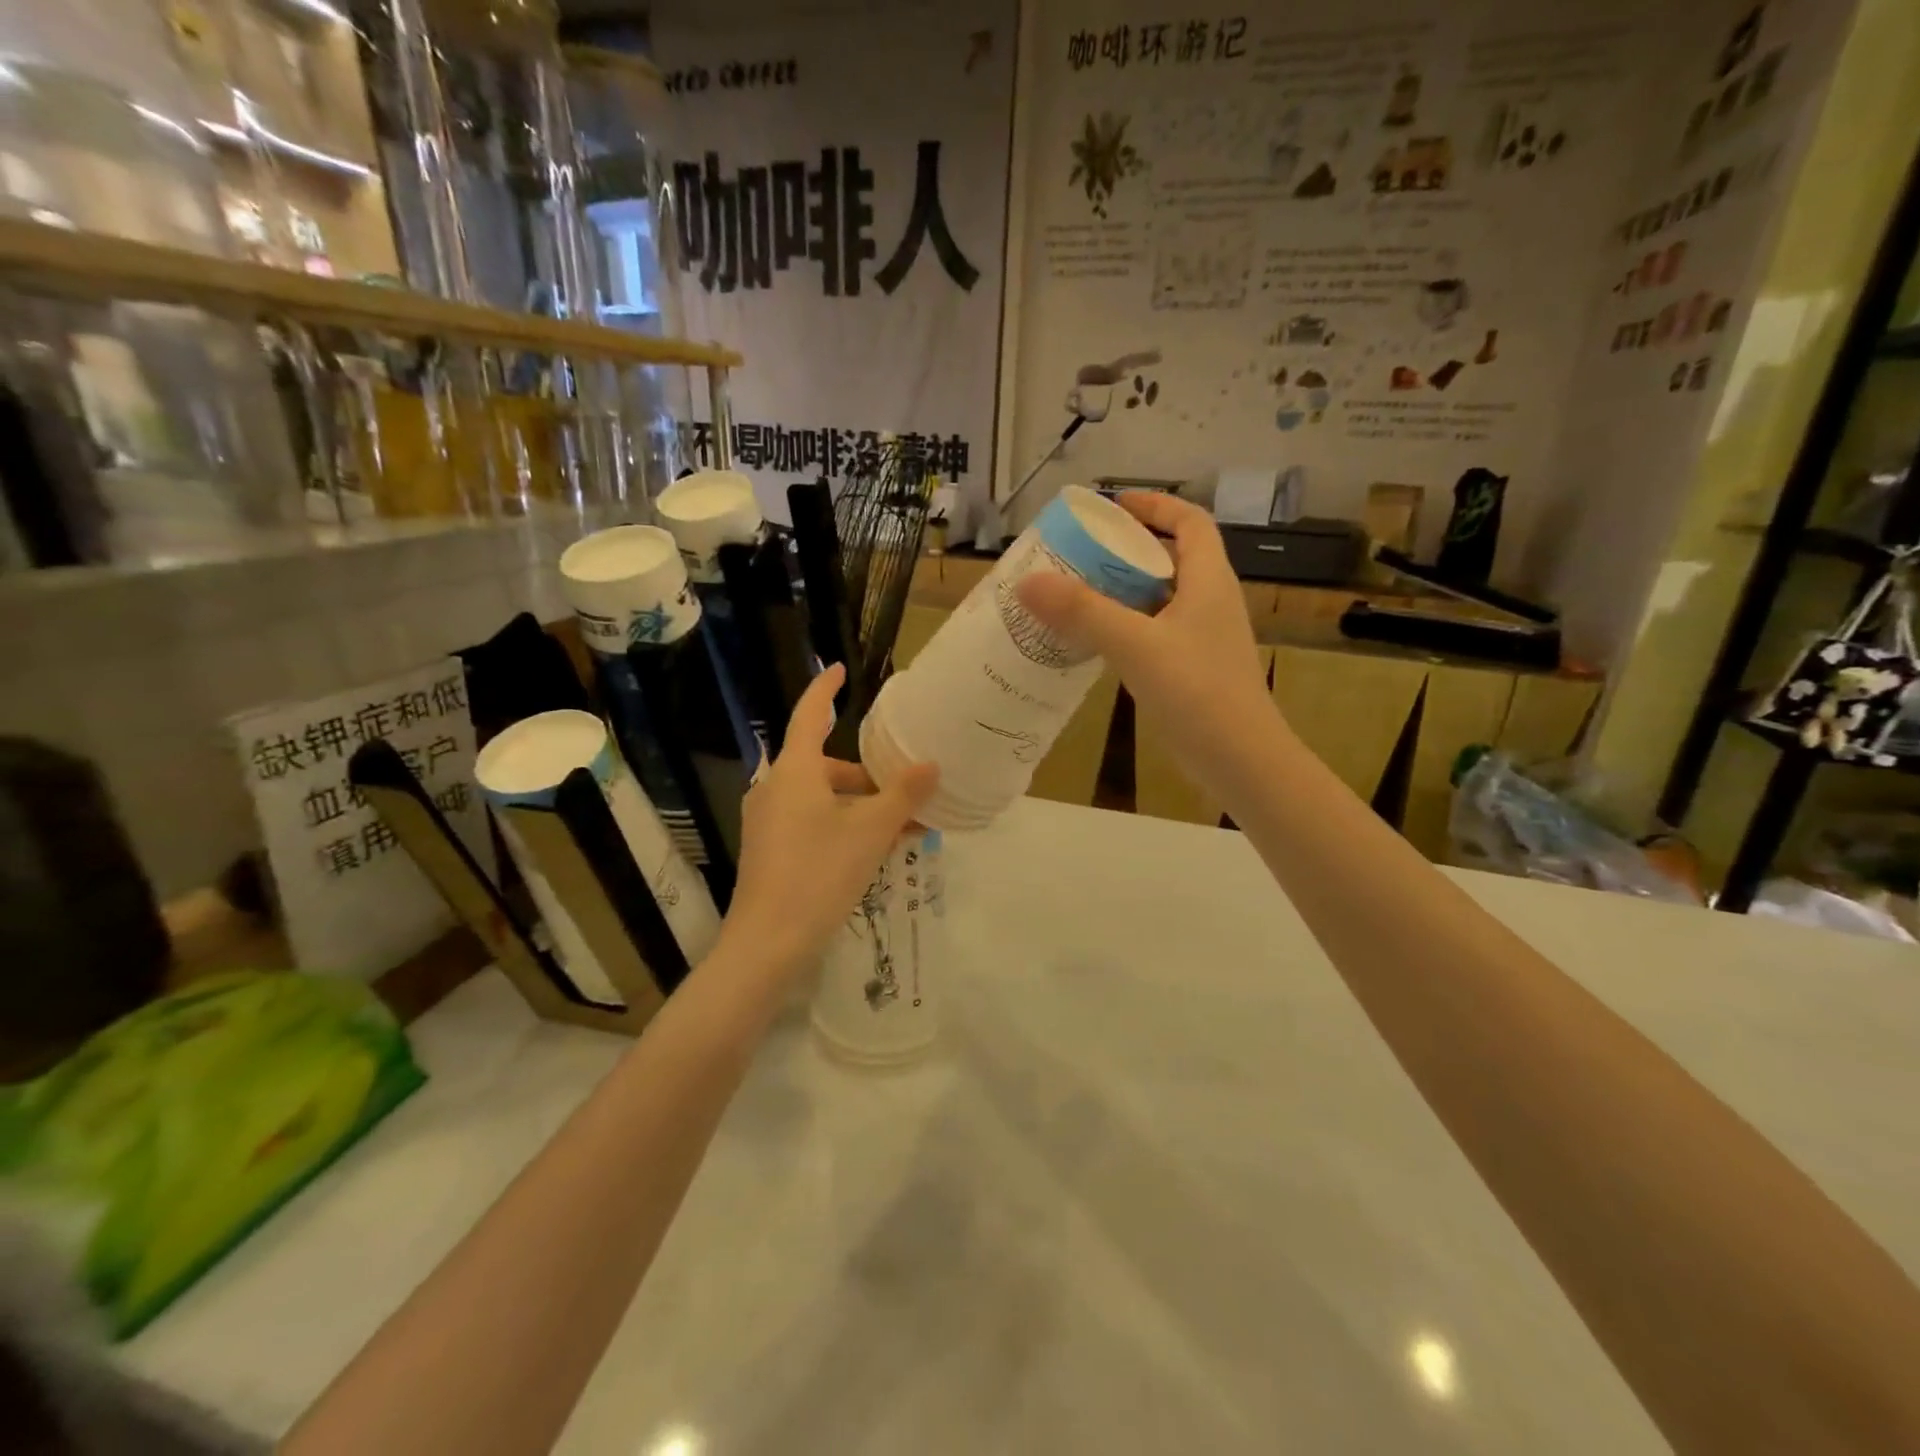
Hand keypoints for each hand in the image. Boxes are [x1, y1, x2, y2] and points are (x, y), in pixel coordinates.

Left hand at [719, 663, 938, 980]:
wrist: (767, 943)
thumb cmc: (820, 874)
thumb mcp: (871, 832)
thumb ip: (902, 794)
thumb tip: (930, 765)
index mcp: (795, 771)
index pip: (810, 714)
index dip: (825, 689)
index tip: (840, 670)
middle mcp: (775, 788)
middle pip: (825, 765)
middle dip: (866, 776)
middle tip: (905, 794)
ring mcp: (768, 820)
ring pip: (821, 797)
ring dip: (859, 806)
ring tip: (899, 830)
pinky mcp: (768, 848)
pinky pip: (811, 821)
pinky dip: (841, 825)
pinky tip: (871, 852)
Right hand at [1016, 492, 1282, 804]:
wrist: (1241, 760)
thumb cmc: (1197, 692)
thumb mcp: (1135, 645)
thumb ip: (1082, 611)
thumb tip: (1027, 581)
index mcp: (1209, 580)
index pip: (1191, 522)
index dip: (1156, 505)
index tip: (1114, 506)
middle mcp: (1210, 601)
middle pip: (1171, 558)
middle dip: (1127, 549)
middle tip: (1080, 553)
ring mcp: (1203, 638)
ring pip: (1160, 599)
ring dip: (1123, 591)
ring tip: (1076, 593)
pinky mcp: (1192, 669)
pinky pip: (1155, 632)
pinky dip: (1126, 626)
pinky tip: (1094, 642)